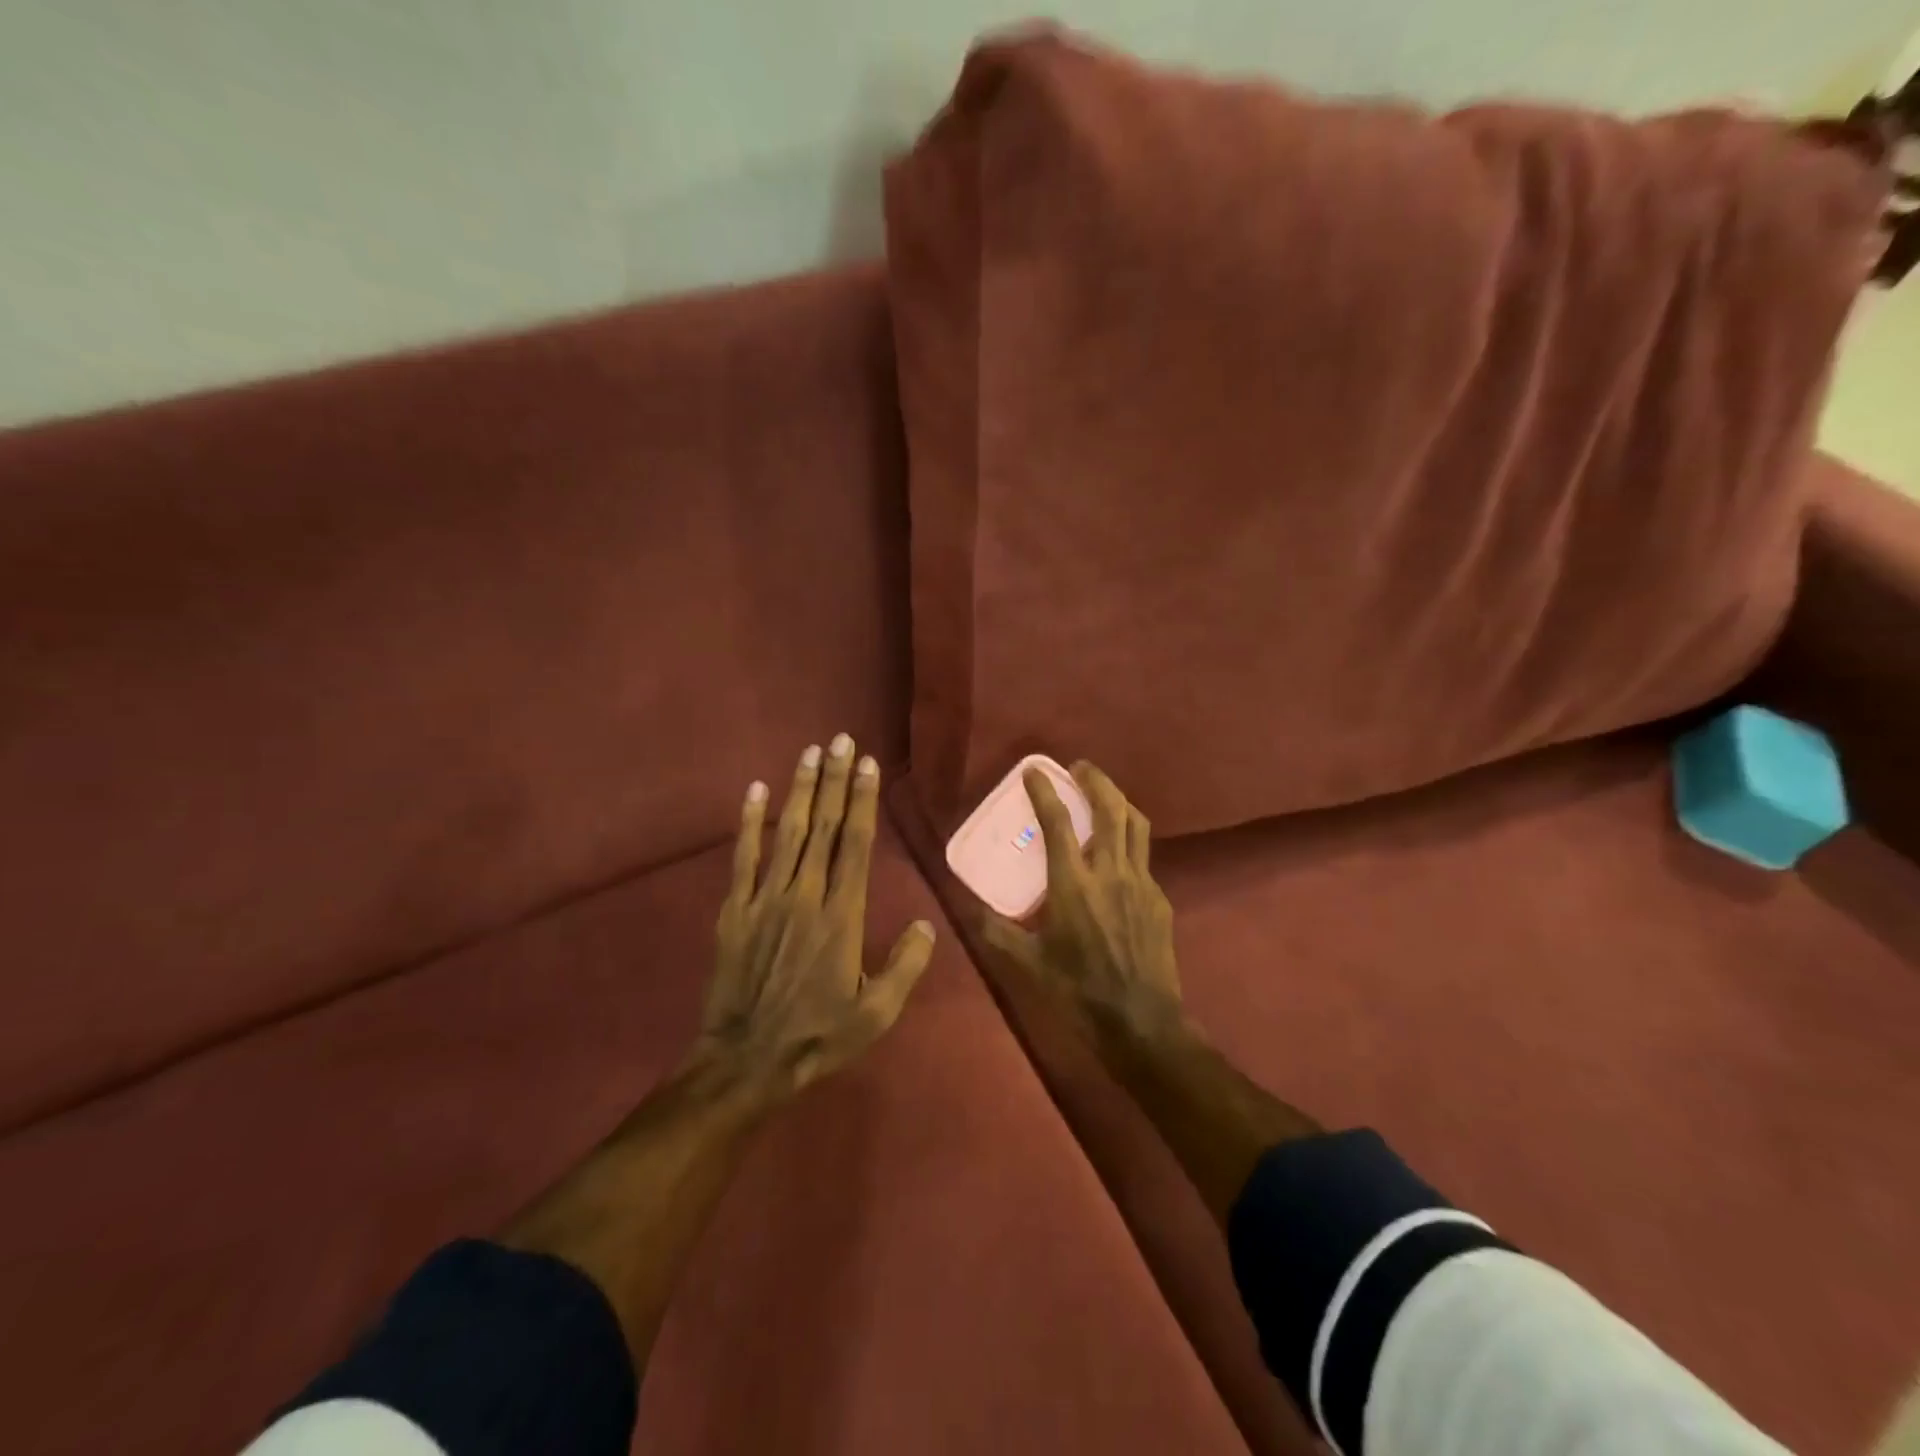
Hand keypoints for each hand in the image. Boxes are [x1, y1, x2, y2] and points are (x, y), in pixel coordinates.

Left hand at [697, 734, 935, 1102]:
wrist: (746, 1061)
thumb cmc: (818, 1035)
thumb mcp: (876, 1013)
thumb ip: (905, 966)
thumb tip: (927, 926)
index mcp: (843, 915)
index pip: (856, 844)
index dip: (863, 801)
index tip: (867, 765)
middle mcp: (806, 894)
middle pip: (823, 826)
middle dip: (834, 780)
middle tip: (841, 740)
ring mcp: (767, 898)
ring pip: (788, 832)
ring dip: (800, 789)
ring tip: (810, 752)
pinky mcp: (736, 909)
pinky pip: (744, 857)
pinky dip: (750, 822)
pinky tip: (756, 791)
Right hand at [977, 761, 1187, 1055]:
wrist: (1142, 1023)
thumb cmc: (1077, 991)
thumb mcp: (1025, 963)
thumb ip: (992, 929)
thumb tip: (962, 904)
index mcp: (1073, 884)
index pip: (1058, 822)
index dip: (1044, 791)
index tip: (1034, 770)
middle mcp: (1110, 873)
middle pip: (1110, 809)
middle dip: (1095, 780)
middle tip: (1079, 768)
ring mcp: (1141, 883)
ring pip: (1135, 825)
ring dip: (1118, 801)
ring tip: (1102, 794)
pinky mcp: (1159, 899)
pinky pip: (1143, 857)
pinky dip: (1127, 842)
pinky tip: (1115, 857)